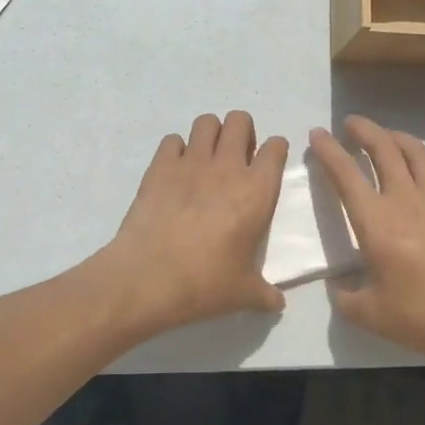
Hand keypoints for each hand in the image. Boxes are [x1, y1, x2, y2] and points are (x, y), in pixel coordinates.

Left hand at [102, 111, 288, 333]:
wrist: (148, 277)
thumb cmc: (204, 284)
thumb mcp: (243, 294)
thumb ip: (265, 293)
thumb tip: (277, 304)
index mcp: (257, 191)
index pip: (276, 148)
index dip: (275, 150)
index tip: (268, 163)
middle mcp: (227, 167)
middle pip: (239, 120)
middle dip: (241, 131)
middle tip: (236, 157)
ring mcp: (191, 162)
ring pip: (206, 122)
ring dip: (210, 134)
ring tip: (206, 159)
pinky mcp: (160, 166)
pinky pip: (172, 140)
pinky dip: (176, 150)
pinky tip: (175, 172)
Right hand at [309, 115, 424, 364]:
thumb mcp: (373, 317)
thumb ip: (345, 299)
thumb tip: (336, 286)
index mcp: (376, 221)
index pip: (345, 173)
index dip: (328, 150)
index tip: (317, 134)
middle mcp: (405, 198)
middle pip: (382, 147)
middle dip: (363, 129)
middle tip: (350, 124)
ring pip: (415, 151)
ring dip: (395, 137)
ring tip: (386, 136)